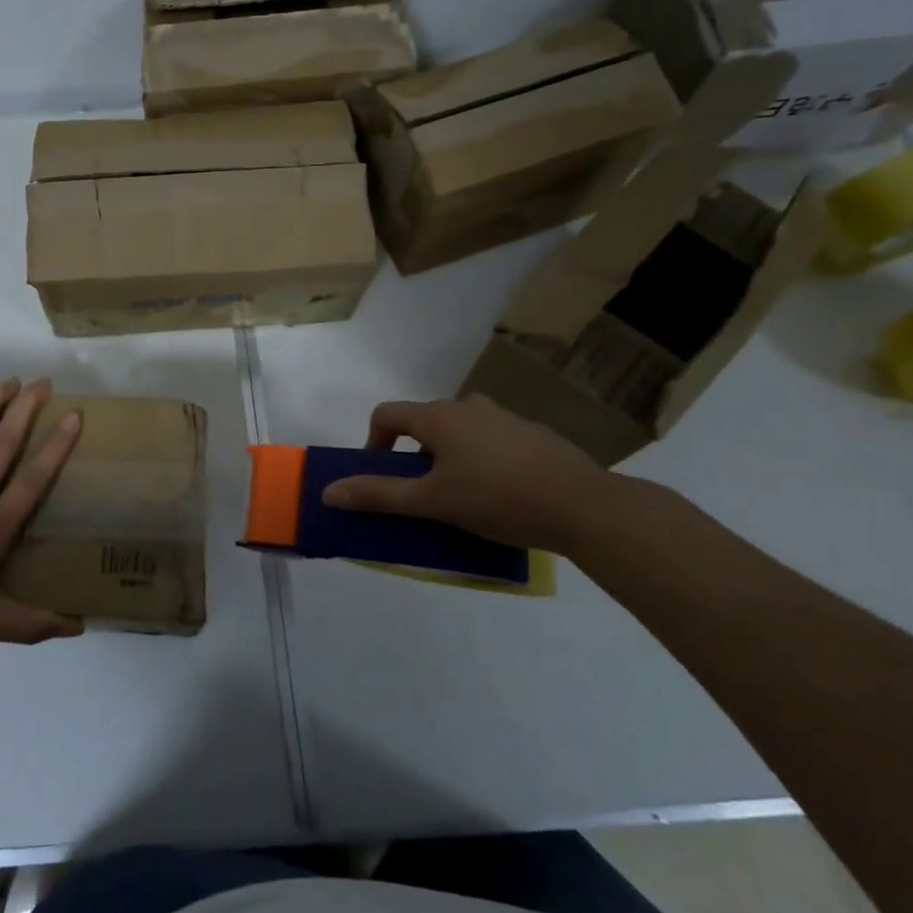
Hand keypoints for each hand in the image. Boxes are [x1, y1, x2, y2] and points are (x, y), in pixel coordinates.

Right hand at [321, 394, 621, 554]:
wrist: (583, 505)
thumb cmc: (496, 499)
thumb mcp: (432, 502)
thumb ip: (379, 495)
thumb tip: (329, 491)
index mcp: (438, 417)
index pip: (388, 414)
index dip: (374, 442)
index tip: (382, 475)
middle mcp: (468, 406)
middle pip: (425, 423)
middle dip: (415, 455)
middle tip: (425, 494)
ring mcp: (504, 417)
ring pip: (461, 431)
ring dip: (450, 456)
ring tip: (464, 496)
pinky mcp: (533, 434)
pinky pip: (493, 440)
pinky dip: (483, 460)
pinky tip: (503, 495)